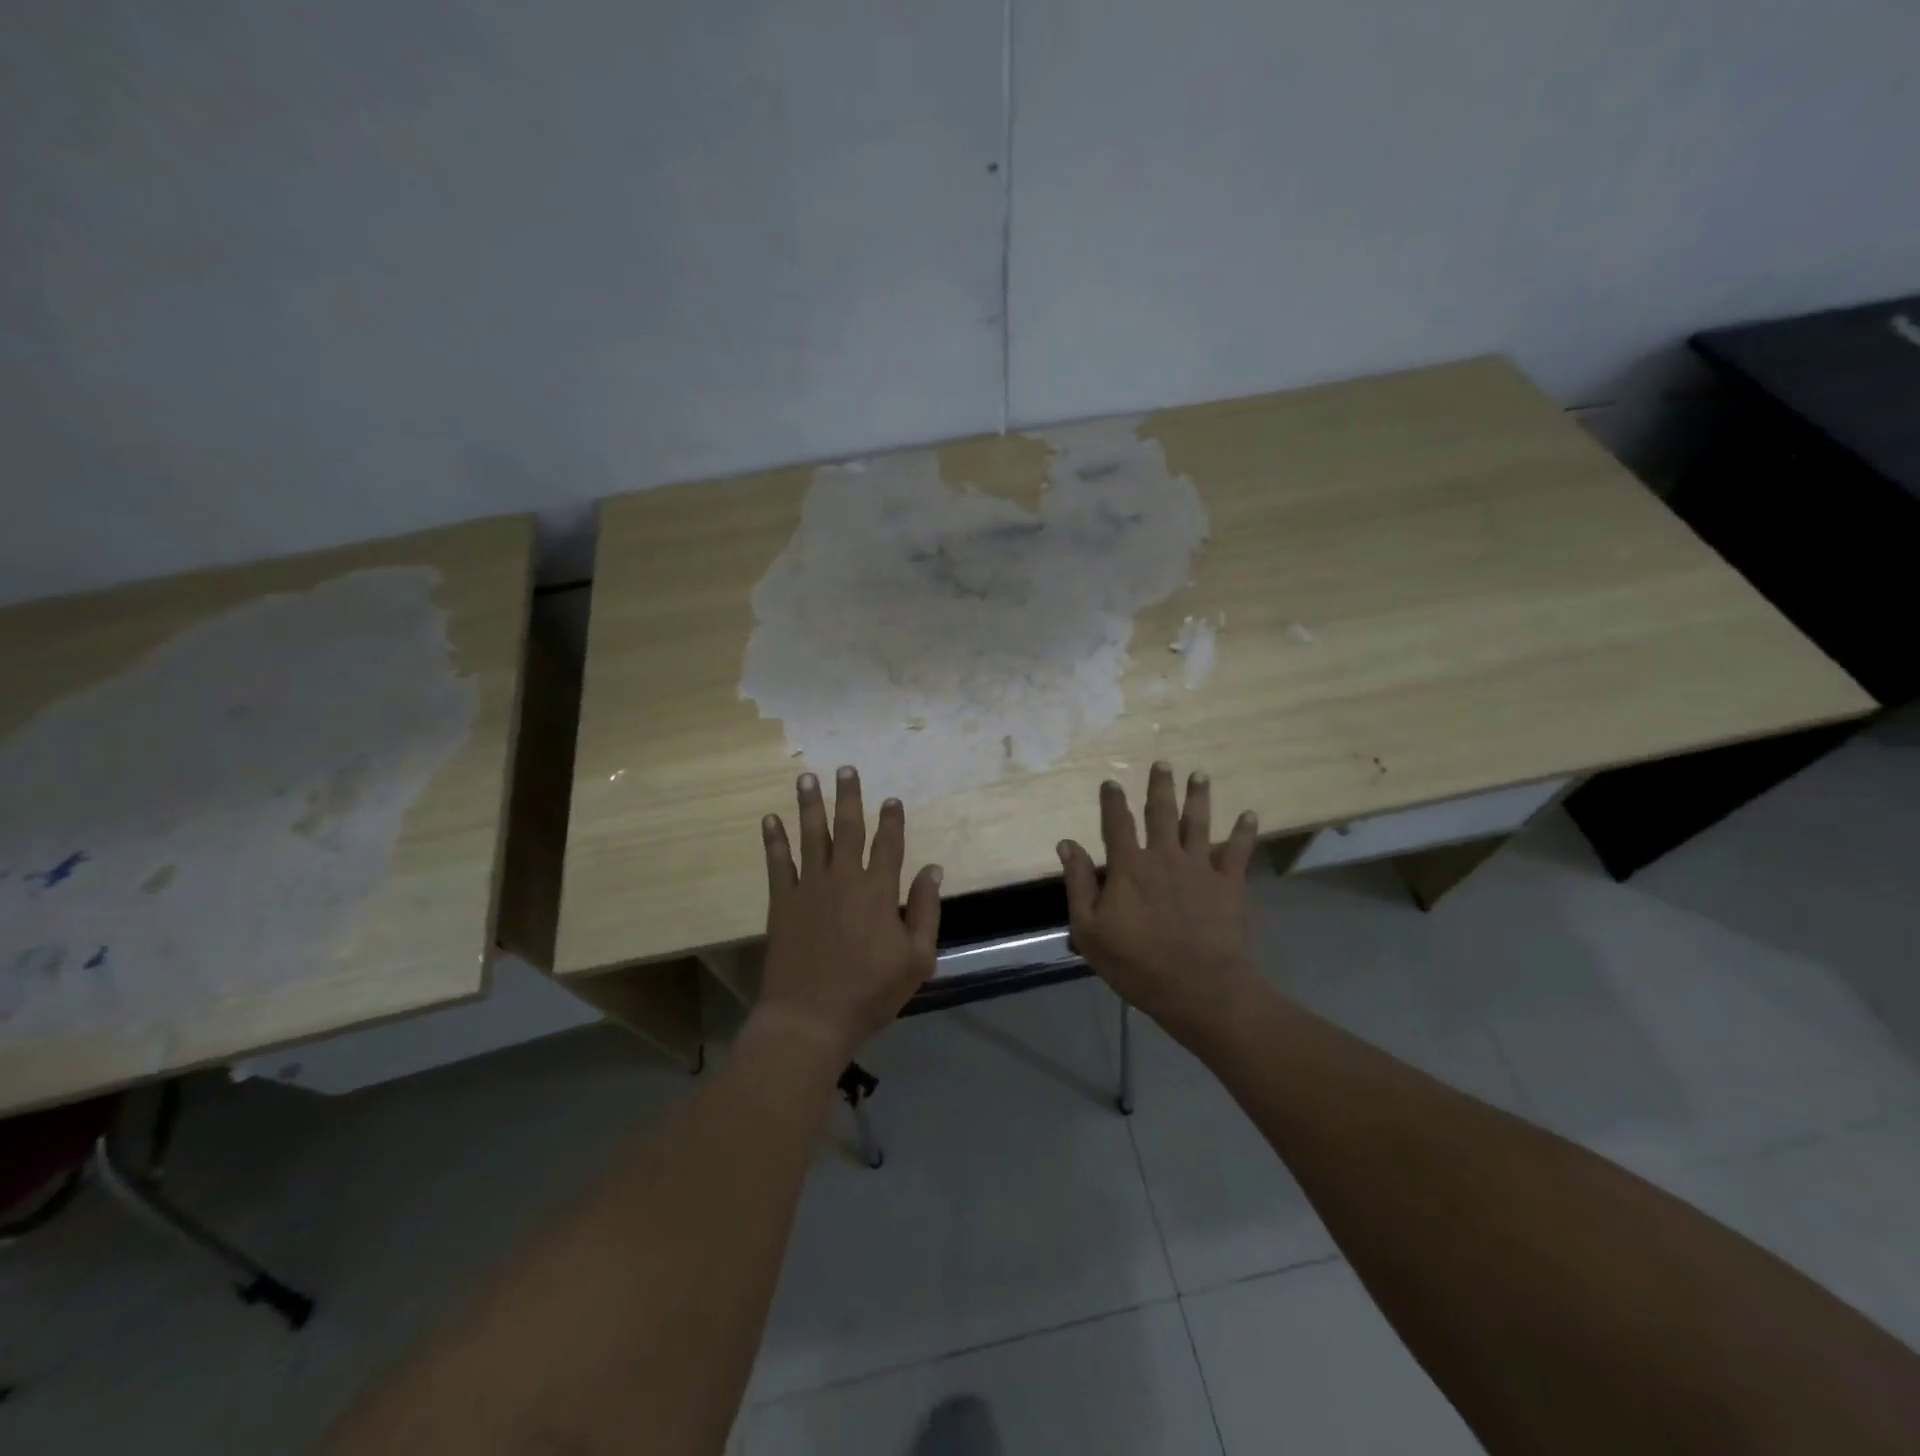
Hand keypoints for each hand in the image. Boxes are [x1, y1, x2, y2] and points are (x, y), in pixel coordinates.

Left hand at [757, 767, 942, 1061]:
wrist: (810, 1018)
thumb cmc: (870, 993)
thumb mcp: (917, 959)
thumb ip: (926, 911)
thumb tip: (932, 869)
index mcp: (879, 891)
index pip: (889, 845)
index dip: (892, 820)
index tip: (891, 799)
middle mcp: (844, 879)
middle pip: (848, 829)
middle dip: (849, 797)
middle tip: (846, 768)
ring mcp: (809, 888)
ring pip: (811, 836)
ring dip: (810, 805)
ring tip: (807, 778)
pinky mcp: (782, 903)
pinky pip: (777, 863)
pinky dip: (773, 840)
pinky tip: (769, 819)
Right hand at [1058, 762, 1260, 1043]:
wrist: (1200, 989)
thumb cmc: (1137, 964)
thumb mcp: (1089, 930)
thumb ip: (1078, 884)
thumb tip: (1067, 844)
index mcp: (1129, 867)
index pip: (1117, 824)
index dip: (1112, 801)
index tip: (1110, 782)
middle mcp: (1164, 856)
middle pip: (1161, 813)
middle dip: (1160, 786)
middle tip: (1162, 763)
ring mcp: (1200, 867)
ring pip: (1199, 822)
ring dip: (1199, 796)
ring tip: (1199, 774)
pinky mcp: (1229, 883)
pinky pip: (1238, 851)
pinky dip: (1245, 831)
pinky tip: (1250, 814)